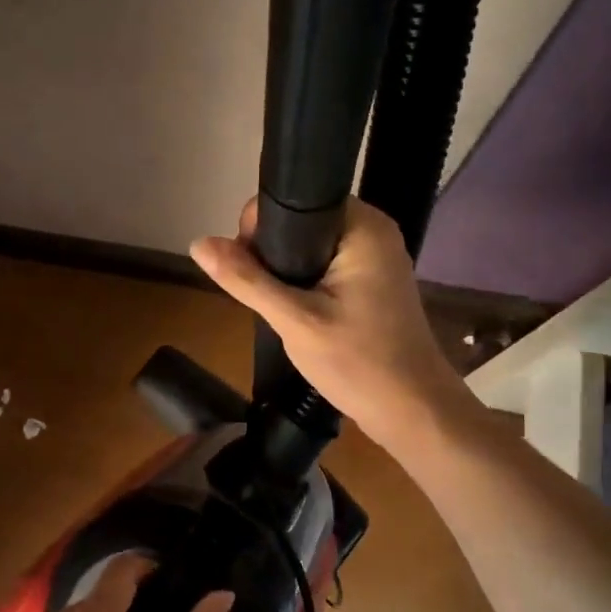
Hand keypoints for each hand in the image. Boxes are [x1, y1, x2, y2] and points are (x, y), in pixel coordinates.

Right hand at [190, 197, 478, 452]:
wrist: (412, 410)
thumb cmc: (359, 362)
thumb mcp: (295, 320)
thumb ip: (247, 280)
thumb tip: (198, 243)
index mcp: (362, 225)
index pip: (295, 201)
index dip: (259, 227)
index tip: (246, 267)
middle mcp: (373, 231)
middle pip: (301, 223)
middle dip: (272, 254)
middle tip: (266, 296)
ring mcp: (377, 257)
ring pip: (310, 248)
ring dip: (286, 273)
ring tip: (280, 307)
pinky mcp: (374, 282)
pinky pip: (326, 267)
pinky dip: (305, 284)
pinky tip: (298, 313)